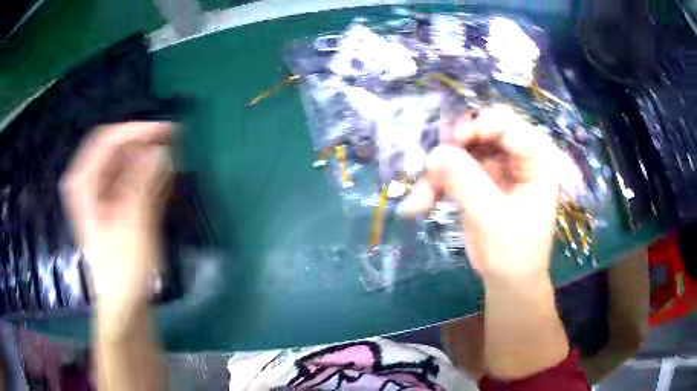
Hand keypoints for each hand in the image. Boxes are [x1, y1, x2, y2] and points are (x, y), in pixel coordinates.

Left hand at [61, 122, 171, 321]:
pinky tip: (166, 179)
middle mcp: (89, 184)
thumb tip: (162, 151)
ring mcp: (101, 195)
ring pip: (125, 164)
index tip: (166, 131)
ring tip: (174, 160)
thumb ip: (144, 185)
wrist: (124, 304)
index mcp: (83, 183)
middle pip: (116, 149)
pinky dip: (148, 177)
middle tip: (175, 143)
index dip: (137, 131)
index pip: (108, 140)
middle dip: (144, 144)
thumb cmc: (123, 270)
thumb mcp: (133, 225)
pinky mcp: (114, 206)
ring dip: (148, 160)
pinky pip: (131, 181)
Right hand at [401, 105, 560, 280]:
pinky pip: (450, 168)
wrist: (509, 280)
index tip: (450, 144)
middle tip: (430, 172)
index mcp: (536, 158)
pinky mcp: (477, 178)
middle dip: (451, 151)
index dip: (476, 127)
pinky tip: (419, 204)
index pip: (507, 124)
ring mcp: (495, 165)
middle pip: (478, 131)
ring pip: (458, 150)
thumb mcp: (495, 220)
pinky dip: (433, 183)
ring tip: (421, 199)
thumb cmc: (515, 253)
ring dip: (436, 172)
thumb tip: (435, 153)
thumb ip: (467, 184)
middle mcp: (516, 154)